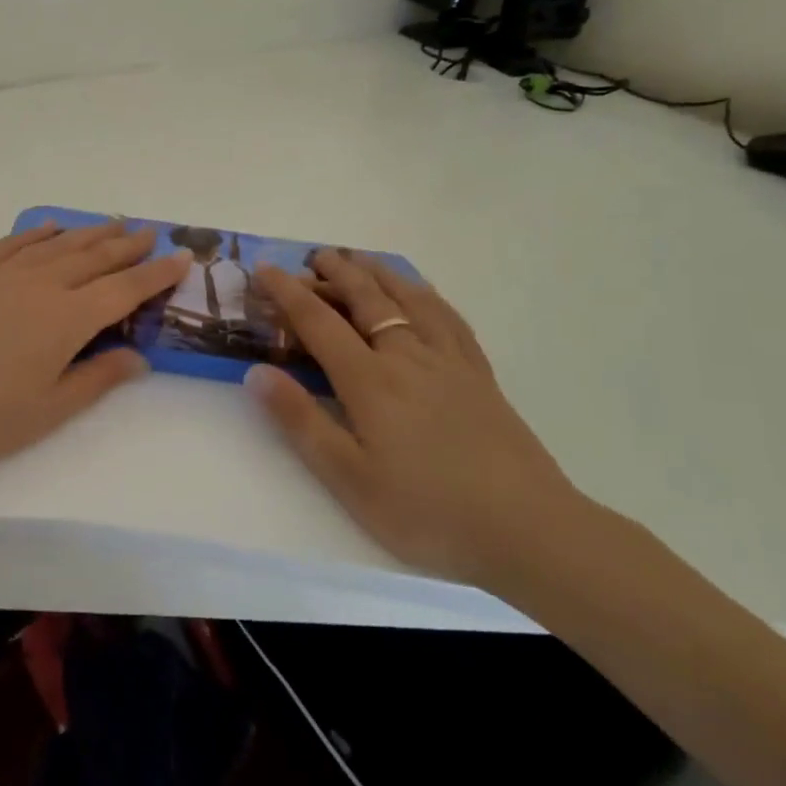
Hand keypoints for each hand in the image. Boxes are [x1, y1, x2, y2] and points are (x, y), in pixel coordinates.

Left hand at [0, 218, 189, 474]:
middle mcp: (41, 284)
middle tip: (151, 233)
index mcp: (67, 319)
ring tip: (113, 223)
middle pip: (95, 257)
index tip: (182, 257)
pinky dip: (38, 233)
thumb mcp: (49, 410)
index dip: (156, 274)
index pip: (124, 289)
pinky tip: (50, 227)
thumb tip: (139, 358)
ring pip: (58, 244)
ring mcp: (2, 273)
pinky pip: (13, 243)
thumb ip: (97, 378)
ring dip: (90, 232)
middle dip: (128, 245)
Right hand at [247, 250, 589, 586]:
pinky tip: (421, 294)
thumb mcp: (349, 478)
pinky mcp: (479, 375)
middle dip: (336, 272)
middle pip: (367, 298)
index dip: (288, 293)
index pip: (319, 322)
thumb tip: (257, 373)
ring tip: (360, 259)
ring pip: (409, 299)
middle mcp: (408, 356)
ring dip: (379, 273)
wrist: (527, 529)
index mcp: (370, 380)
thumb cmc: (426, 511)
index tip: (265, 269)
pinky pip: (448, 317)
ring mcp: (449, 361)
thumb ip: (301, 421)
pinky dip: (426, 294)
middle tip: (314, 256)